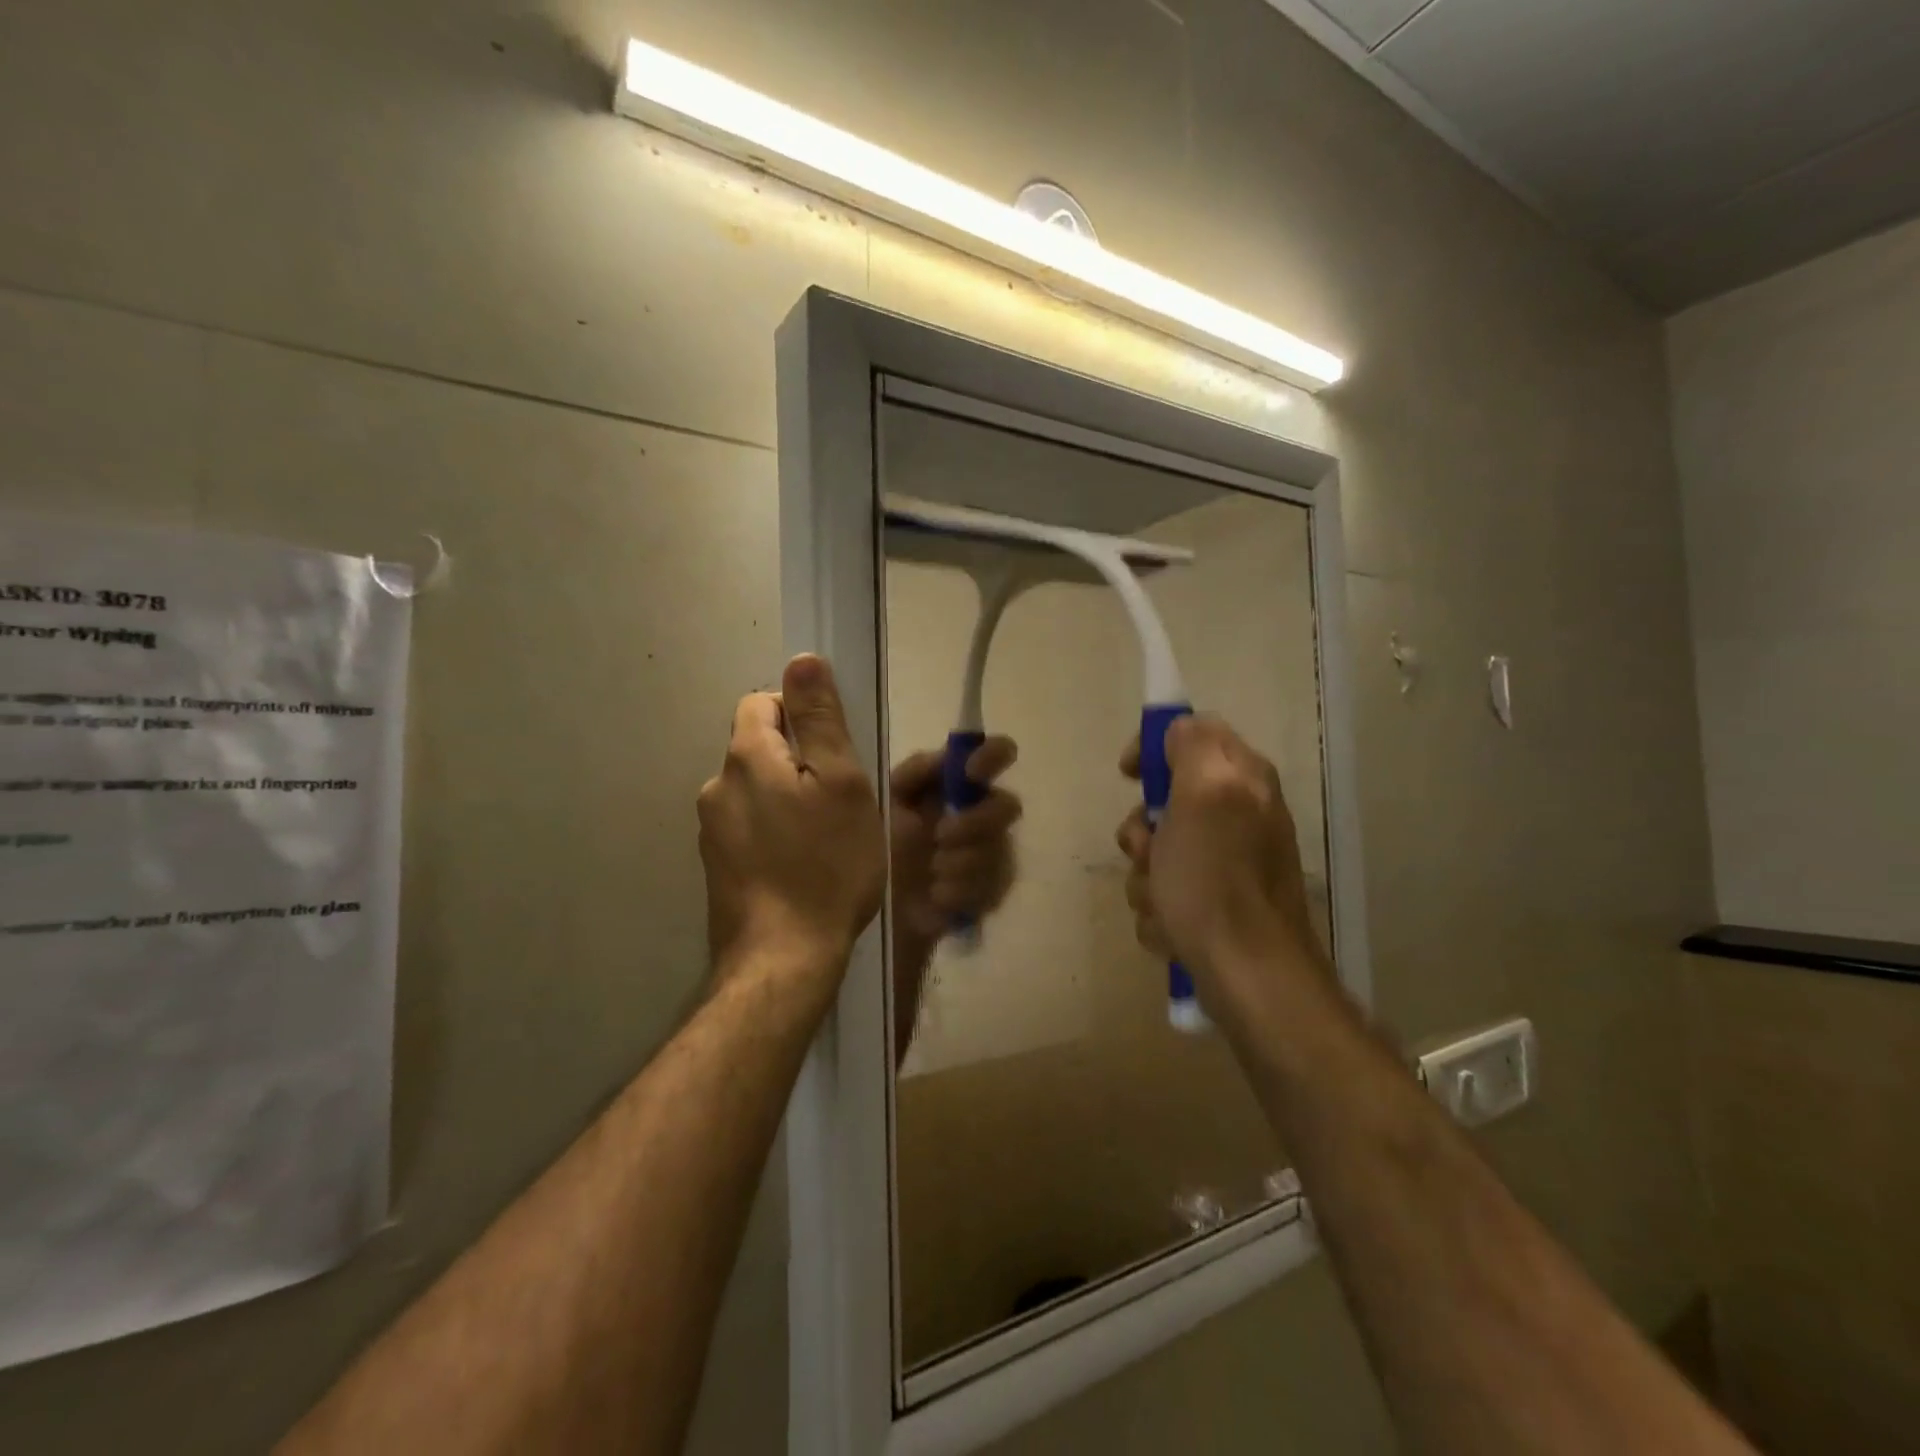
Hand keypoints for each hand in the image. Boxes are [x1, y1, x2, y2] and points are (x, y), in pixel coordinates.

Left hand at [698, 655, 884, 971]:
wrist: (784, 958)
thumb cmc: (826, 864)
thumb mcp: (841, 783)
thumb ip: (820, 719)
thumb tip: (802, 660)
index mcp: (746, 757)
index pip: (762, 703)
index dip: (801, 715)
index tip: (835, 752)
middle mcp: (716, 786)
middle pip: (760, 748)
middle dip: (798, 761)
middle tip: (840, 800)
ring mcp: (711, 831)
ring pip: (756, 791)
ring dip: (787, 799)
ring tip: (824, 838)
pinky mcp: (717, 867)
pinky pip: (749, 828)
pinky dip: (774, 833)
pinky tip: (801, 866)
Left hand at [888, 737, 1021, 941]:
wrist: (875, 904)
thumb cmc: (882, 843)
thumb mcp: (888, 801)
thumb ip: (914, 773)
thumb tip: (947, 755)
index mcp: (960, 785)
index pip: (997, 754)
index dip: (993, 756)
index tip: (971, 772)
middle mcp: (984, 813)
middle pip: (1008, 806)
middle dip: (975, 822)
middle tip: (940, 836)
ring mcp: (993, 854)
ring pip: (999, 850)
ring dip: (960, 862)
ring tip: (931, 872)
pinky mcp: (992, 892)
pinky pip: (993, 887)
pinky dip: (961, 890)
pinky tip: (937, 895)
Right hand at [1116, 716, 1322, 1014]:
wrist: (1247, 975)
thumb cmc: (1215, 882)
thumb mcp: (1203, 796)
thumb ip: (1193, 747)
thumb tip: (1179, 729)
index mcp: (1242, 781)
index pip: (1192, 736)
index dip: (1155, 749)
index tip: (1129, 775)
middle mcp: (1239, 816)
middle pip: (1166, 802)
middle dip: (1143, 832)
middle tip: (1148, 852)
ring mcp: (1228, 864)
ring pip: (1159, 852)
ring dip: (1146, 877)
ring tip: (1162, 903)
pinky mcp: (1216, 906)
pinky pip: (1167, 892)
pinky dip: (1161, 911)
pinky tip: (1172, 929)